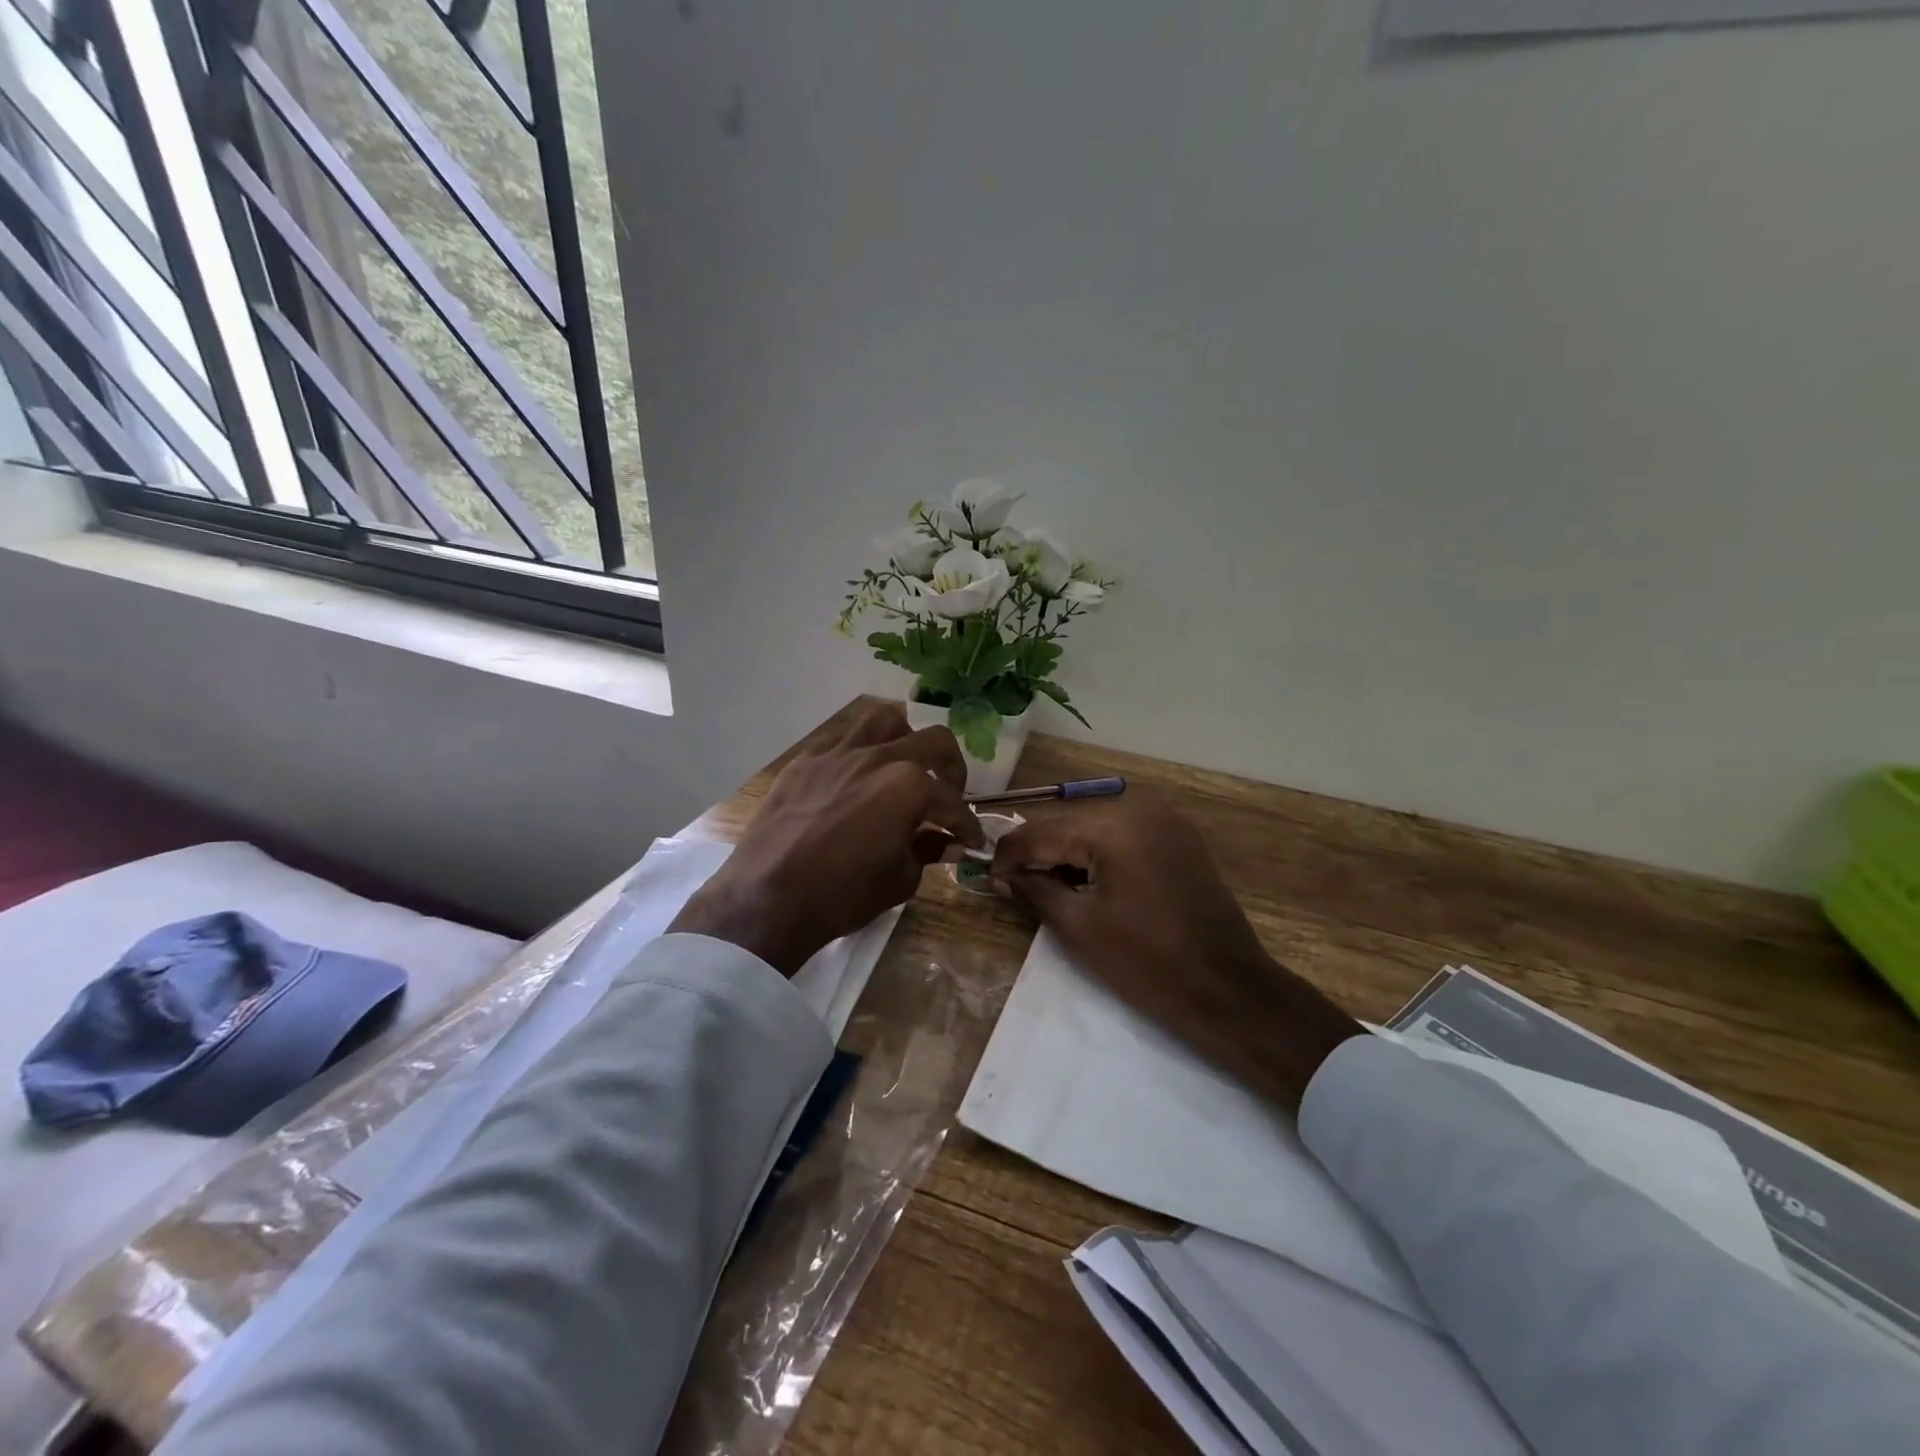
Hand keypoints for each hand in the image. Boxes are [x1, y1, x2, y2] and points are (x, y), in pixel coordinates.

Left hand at [670, 703, 985, 974]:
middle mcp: (878, 757)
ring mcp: (837, 754)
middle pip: (933, 741)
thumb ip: (927, 851)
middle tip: (949, 794)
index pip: (952, 802)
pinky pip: (841, 743)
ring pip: (884, 721)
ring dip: (905, 739)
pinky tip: (855, 781)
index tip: (971, 841)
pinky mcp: (805, 763)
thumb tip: (946, 843)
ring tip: (904, 765)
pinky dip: (859, 756)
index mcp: (908, 785)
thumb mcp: (899, 880)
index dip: (967, 825)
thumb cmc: (842, 895)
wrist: (768, 899)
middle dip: (952, 768)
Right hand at [990, 797, 1362, 1110]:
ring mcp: (1164, 820)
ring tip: (1041, 883)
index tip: (986, 875)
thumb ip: (1035, 890)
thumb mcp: (1080, 927)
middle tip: (1010, 882)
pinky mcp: (1178, 838)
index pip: (1042, 831)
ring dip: (1065, 850)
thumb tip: (1002, 875)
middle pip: (1068, 822)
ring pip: (1094, 826)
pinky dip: (1097, 852)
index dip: (1009, 854)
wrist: (1228, 991)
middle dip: (1037, 850)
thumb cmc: (1147, 964)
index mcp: (1114, 826)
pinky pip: (1123, 834)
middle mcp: (1139, 809)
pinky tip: (1082, 878)